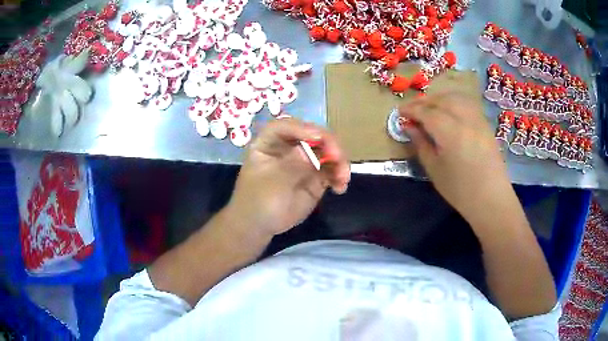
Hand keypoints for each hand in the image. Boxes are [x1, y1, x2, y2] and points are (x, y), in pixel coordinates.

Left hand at [226, 118, 349, 237]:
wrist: (260, 226)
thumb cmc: (258, 202)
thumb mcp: (272, 184)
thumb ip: (291, 165)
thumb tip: (309, 151)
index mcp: (269, 142)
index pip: (285, 127)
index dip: (302, 128)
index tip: (319, 138)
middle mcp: (288, 146)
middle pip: (312, 135)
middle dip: (329, 144)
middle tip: (338, 158)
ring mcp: (304, 161)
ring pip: (327, 151)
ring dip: (339, 161)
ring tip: (342, 178)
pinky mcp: (315, 176)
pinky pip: (332, 170)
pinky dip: (339, 176)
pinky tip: (340, 187)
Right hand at [399, 92, 512, 223]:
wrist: (491, 199)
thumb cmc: (460, 190)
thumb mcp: (434, 170)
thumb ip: (421, 144)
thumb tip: (409, 127)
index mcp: (450, 132)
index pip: (426, 112)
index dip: (411, 109)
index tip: (399, 112)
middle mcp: (465, 119)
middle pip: (441, 100)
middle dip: (424, 101)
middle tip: (412, 109)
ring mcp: (477, 120)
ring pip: (455, 97)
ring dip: (439, 98)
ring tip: (429, 108)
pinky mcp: (485, 124)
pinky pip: (466, 103)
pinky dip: (453, 101)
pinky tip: (448, 111)